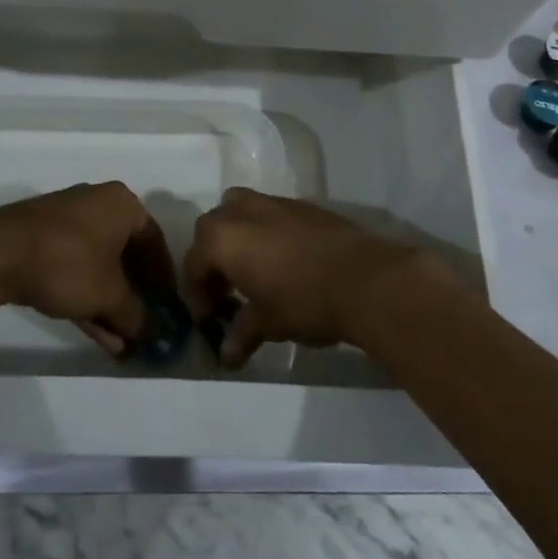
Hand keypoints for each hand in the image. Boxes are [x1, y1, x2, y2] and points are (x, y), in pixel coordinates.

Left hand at [0, 183, 174, 356]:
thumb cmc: (66, 262)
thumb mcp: (108, 294)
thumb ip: (137, 315)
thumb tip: (157, 335)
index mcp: (122, 204)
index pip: (154, 241)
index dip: (164, 278)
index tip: (168, 309)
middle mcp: (97, 204)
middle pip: (126, 254)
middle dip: (136, 296)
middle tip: (145, 327)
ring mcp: (66, 222)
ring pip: (99, 266)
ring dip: (111, 304)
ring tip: (122, 343)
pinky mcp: (42, 241)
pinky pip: (76, 269)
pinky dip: (88, 297)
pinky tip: (97, 334)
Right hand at [182, 188, 422, 367]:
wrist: (364, 278)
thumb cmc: (304, 301)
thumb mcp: (268, 323)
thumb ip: (242, 333)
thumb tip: (226, 355)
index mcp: (222, 238)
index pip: (193, 264)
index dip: (197, 294)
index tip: (210, 319)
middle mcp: (241, 211)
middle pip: (211, 230)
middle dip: (212, 259)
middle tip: (227, 291)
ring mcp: (272, 203)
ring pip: (238, 210)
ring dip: (236, 236)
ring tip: (252, 269)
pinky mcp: (301, 204)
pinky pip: (268, 213)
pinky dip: (264, 232)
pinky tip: (283, 261)